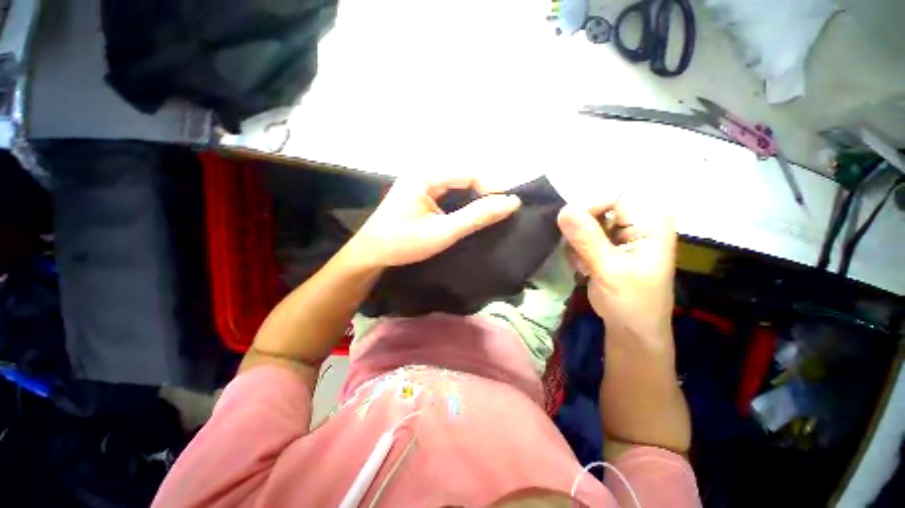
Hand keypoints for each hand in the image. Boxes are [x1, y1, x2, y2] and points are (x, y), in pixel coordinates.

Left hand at [349, 175, 520, 267]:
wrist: (370, 254)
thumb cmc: (402, 244)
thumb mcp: (443, 232)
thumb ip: (476, 217)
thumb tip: (511, 202)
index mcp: (426, 175)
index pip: (469, 172)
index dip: (492, 187)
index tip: (508, 206)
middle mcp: (423, 171)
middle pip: (464, 174)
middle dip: (485, 190)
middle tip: (500, 210)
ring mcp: (420, 181)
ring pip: (457, 182)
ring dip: (475, 195)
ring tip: (490, 211)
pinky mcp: (420, 192)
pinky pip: (449, 190)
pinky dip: (463, 200)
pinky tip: (470, 212)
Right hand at [557, 191, 675, 349]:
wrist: (631, 330)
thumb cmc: (631, 302)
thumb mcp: (610, 271)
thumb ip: (587, 239)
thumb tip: (564, 209)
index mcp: (649, 221)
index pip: (611, 195)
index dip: (588, 209)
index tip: (572, 233)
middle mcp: (635, 221)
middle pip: (594, 207)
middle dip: (581, 232)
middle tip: (582, 256)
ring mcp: (619, 233)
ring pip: (583, 223)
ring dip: (576, 245)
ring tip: (587, 266)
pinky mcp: (605, 244)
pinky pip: (579, 236)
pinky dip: (576, 252)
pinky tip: (585, 269)